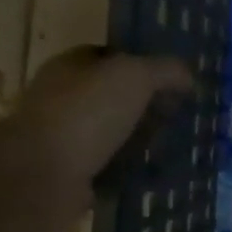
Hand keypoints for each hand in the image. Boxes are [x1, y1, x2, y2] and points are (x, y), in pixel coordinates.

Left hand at [11, 47, 193, 230]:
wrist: (44, 174)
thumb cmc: (86, 113)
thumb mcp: (134, 76)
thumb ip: (165, 70)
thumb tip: (188, 77)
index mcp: (70, 66)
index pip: (111, 57)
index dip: (144, 66)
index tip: (175, 82)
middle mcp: (63, 97)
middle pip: (114, 96)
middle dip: (146, 105)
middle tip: (181, 116)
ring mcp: (65, 137)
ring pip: (114, 132)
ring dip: (140, 139)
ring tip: (175, 146)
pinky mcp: (71, 172)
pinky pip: (111, 165)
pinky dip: (131, 168)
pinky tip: (156, 172)